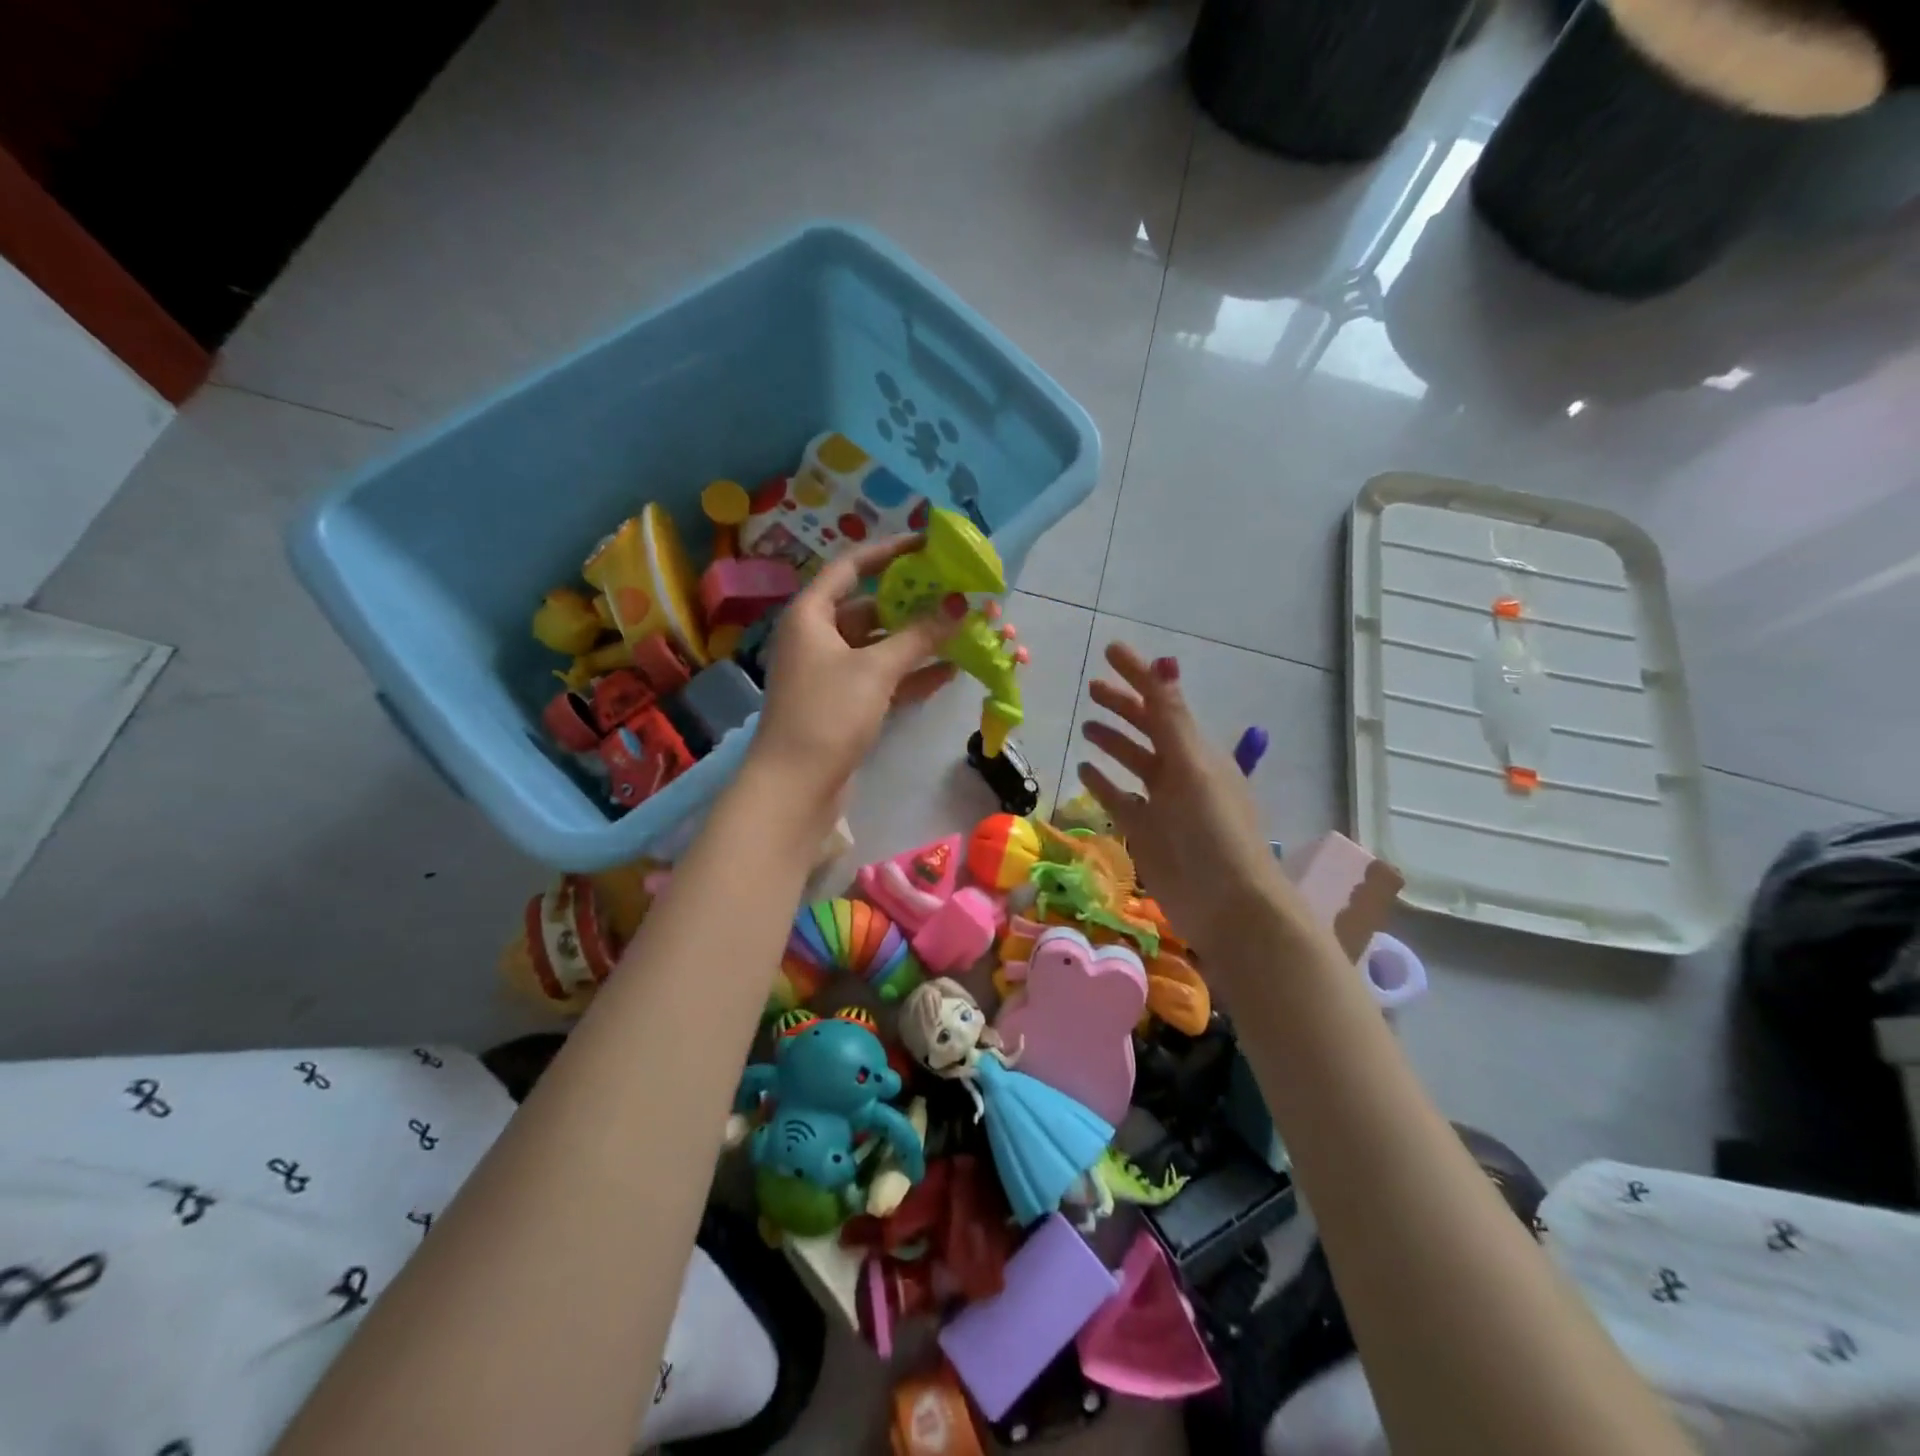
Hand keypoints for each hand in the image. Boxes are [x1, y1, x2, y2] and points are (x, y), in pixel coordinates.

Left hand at [748, 535, 958, 819]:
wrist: (795, 787)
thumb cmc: (827, 714)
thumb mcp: (875, 670)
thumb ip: (919, 635)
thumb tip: (959, 605)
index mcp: (811, 615)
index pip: (850, 567)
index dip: (888, 551)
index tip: (927, 544)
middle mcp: (818, 637)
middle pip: (870, 607)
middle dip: (913, 602)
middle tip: (955, 593)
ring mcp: (831, 673)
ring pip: (880, 645)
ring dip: (917, 640)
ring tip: (962, 630)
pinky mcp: (844, 704)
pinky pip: (883, 678)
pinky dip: (911, 674)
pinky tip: (949, 671)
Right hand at [1076, 642, 1291, 955]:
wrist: (1227, 904)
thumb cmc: (1213, 831)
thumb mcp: (1192, 769)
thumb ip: (1172, 719)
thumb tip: (1163, 663)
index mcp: (1196, 751)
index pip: (1162, 701)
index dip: (1138, 674)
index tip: (1110, 650)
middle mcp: (1180, 771)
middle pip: (1148, 728)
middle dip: (1123, 705)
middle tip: (1092, 686)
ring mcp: (1162, 803)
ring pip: (1134, 761)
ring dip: (1113, 741)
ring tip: (1087, 725)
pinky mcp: (1146, 832)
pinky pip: (1120, 799)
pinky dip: (1103, 783)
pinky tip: (1084, 770)